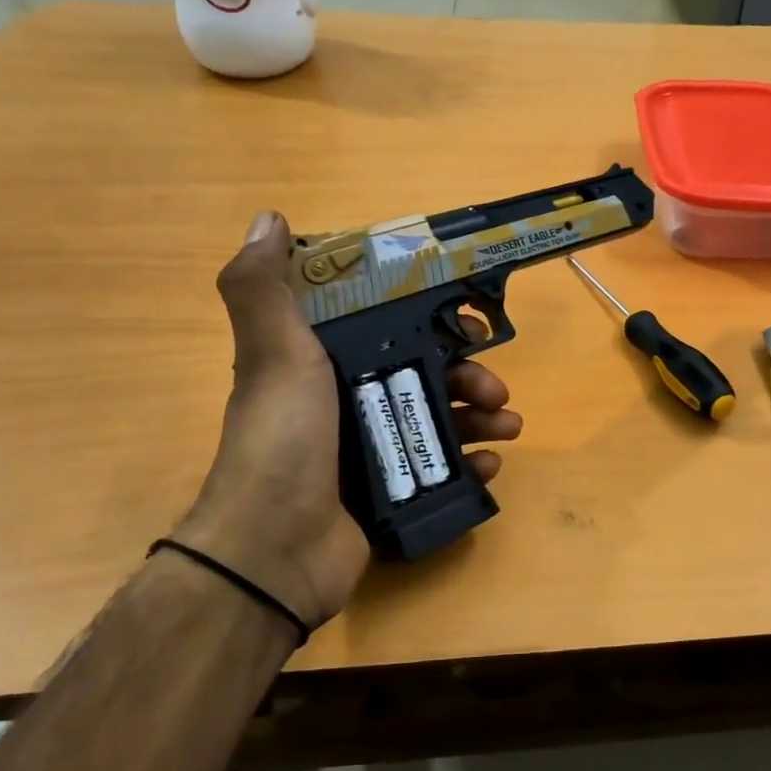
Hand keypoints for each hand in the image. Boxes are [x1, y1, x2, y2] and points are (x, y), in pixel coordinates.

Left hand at [171, 211, 521, 627]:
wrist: (274, 551)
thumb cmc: (283, 440)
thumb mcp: (273, 354)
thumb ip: (262, 288)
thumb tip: (269, 218)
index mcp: (323, 363)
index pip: (386, 327)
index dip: (428, 318)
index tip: (465, 319)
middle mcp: (347, 401)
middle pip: (424, 373)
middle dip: (468, 372)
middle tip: (495, 385)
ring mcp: (370, 450)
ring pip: (440, 418)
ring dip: (481, 416)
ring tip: (508, 425)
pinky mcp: (390, 492)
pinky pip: (441, 468)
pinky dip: (470, 463)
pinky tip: (489, 466)